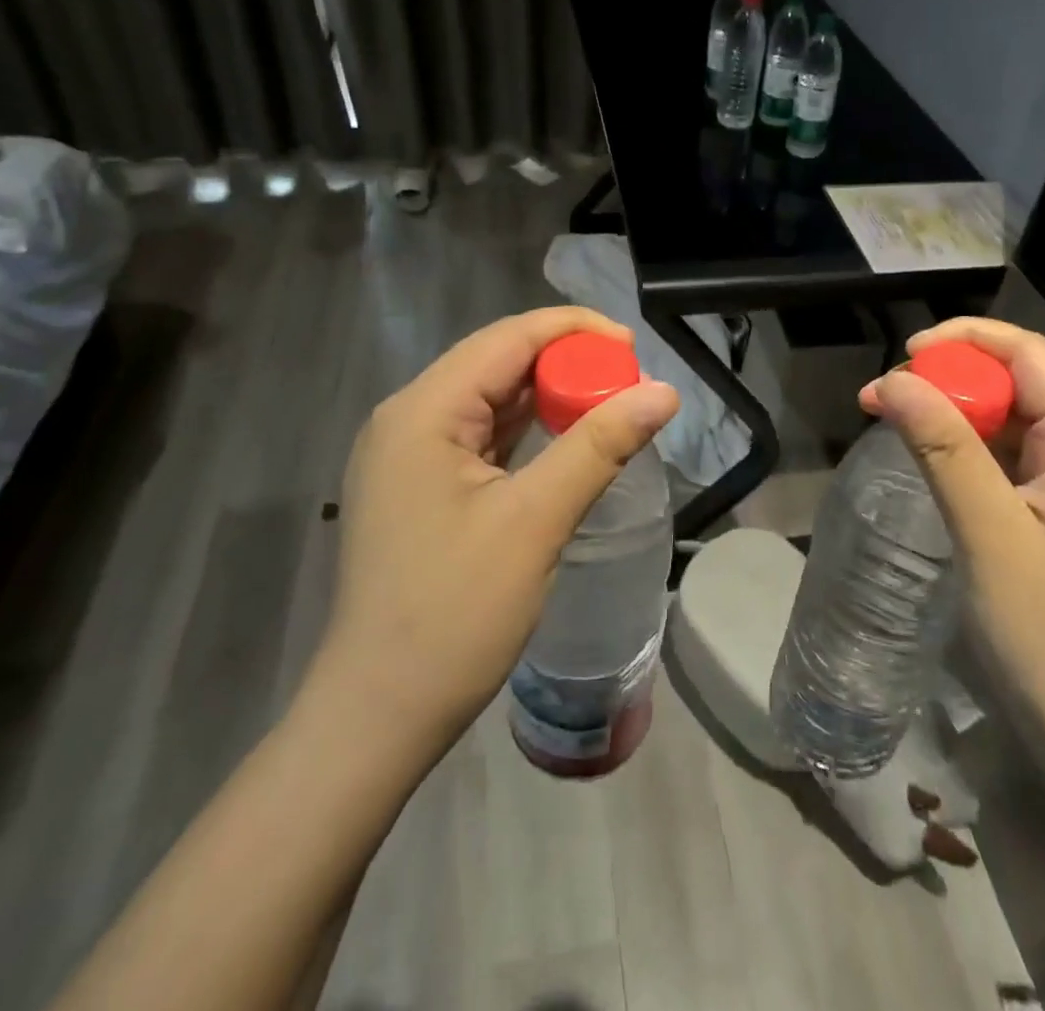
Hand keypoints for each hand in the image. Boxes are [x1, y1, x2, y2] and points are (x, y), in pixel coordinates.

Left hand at [313, 308, 678, 760]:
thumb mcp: (536, 521)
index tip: (634, 349)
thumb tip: (665, 392)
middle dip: (566, 364)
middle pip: (498, 363)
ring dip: (549, 397)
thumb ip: (600, 445)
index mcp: (423, 411)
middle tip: (628, 384)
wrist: (380, 714)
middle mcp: (409, 418)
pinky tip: (566, 440)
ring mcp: (410, 454)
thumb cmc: (454, 613)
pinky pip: (482, 436)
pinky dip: (528, 431)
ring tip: (609, 406)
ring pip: (491, 399)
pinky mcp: (421, 486)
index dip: (574, 331)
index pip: (507, 338)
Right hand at [859, 318, 1044, 776]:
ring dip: (961, 412)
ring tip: (902, 424)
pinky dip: (976, 448)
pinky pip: (1021, 458)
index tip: (904, 355)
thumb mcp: (988, 536)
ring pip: (1020, 419)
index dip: (967, 340)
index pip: (1031, 355)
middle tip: (890, 398)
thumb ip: (943, 448)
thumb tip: (894, 378)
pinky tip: (939, 464)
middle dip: (955, 377)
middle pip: (1025, 381)